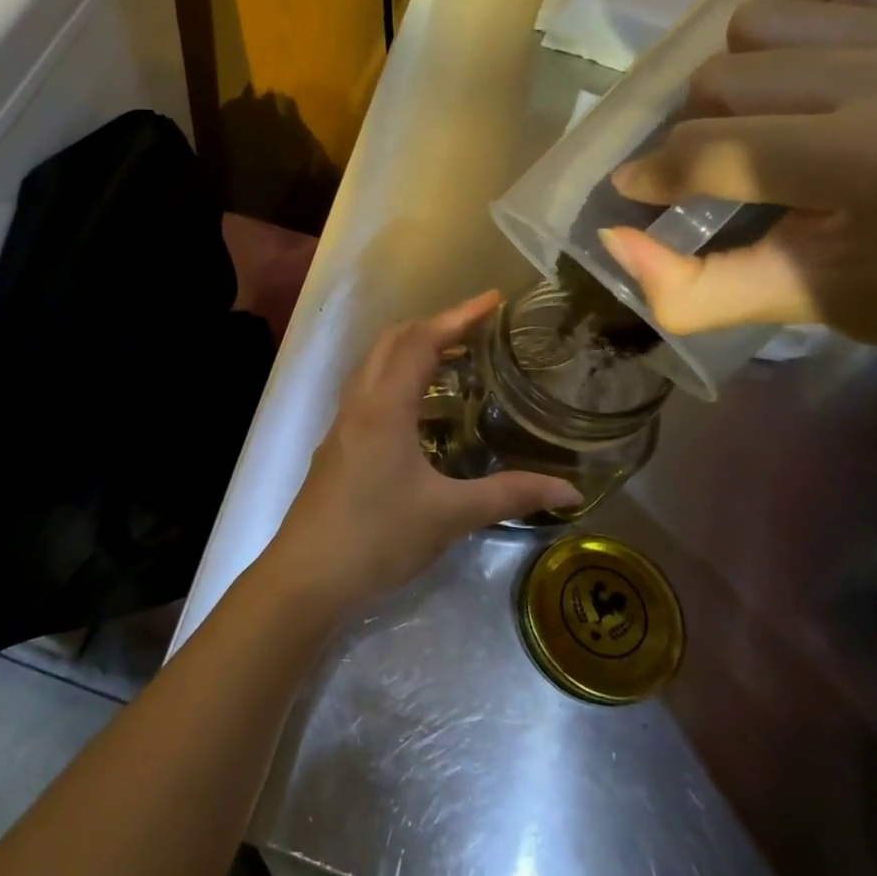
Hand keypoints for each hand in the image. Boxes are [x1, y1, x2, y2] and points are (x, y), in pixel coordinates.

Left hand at [261, 292, 581, 616]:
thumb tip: (569, 490)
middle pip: (392, 342)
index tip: (493, 300)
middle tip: (476, 330)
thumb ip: (509, 496)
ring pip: (374, 365)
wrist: (307, 575)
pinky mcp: (336, 445)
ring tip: (453, 360)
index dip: (458, 316)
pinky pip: (367, 390)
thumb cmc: (378, 537)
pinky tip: (420, 410)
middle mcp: (359, 403)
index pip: (420, 341)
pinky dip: (396, 378)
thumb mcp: (450, 515)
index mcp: (384, 406)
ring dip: (410, 350)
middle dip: (433, 326)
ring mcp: (342, 423)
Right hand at [599, 0, 876, 371]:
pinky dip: (800, 6)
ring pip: (757, 19)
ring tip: (766, 118)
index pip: (710, 150)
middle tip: (719, 170)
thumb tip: (611, 239)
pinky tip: (811, 59)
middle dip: (697, 131)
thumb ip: (688, 288)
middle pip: (720, 77)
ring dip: (739, 73)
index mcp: (868, 162)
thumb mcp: (796, 305)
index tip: (637, 194)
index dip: (654, 177)